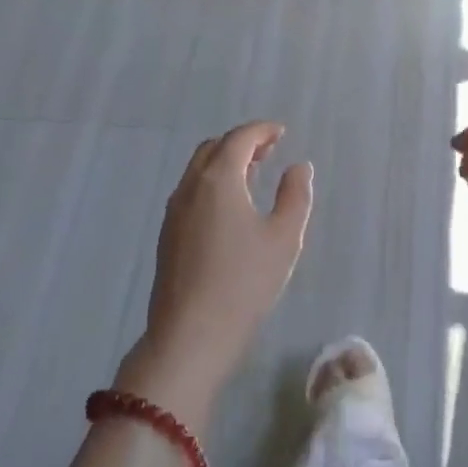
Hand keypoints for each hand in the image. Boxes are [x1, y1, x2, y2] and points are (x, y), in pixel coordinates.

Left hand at [121, 122, 314, 427]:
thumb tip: (299, 167)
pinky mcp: (168, 235)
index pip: (239, 138)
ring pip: (199, 170)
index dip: (262, 130)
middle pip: (214, 148)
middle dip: (242, 142)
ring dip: (225, 162)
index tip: (281, 132)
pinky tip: (230, 206)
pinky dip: (212, 182)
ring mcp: (174, 211)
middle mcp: (190, 187)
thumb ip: (295, 195)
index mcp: (218, 179)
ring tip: (253, 174)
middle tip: (269, 150)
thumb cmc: (244, 283)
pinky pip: (191, 191)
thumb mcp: (284, 238)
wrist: (190, 336)